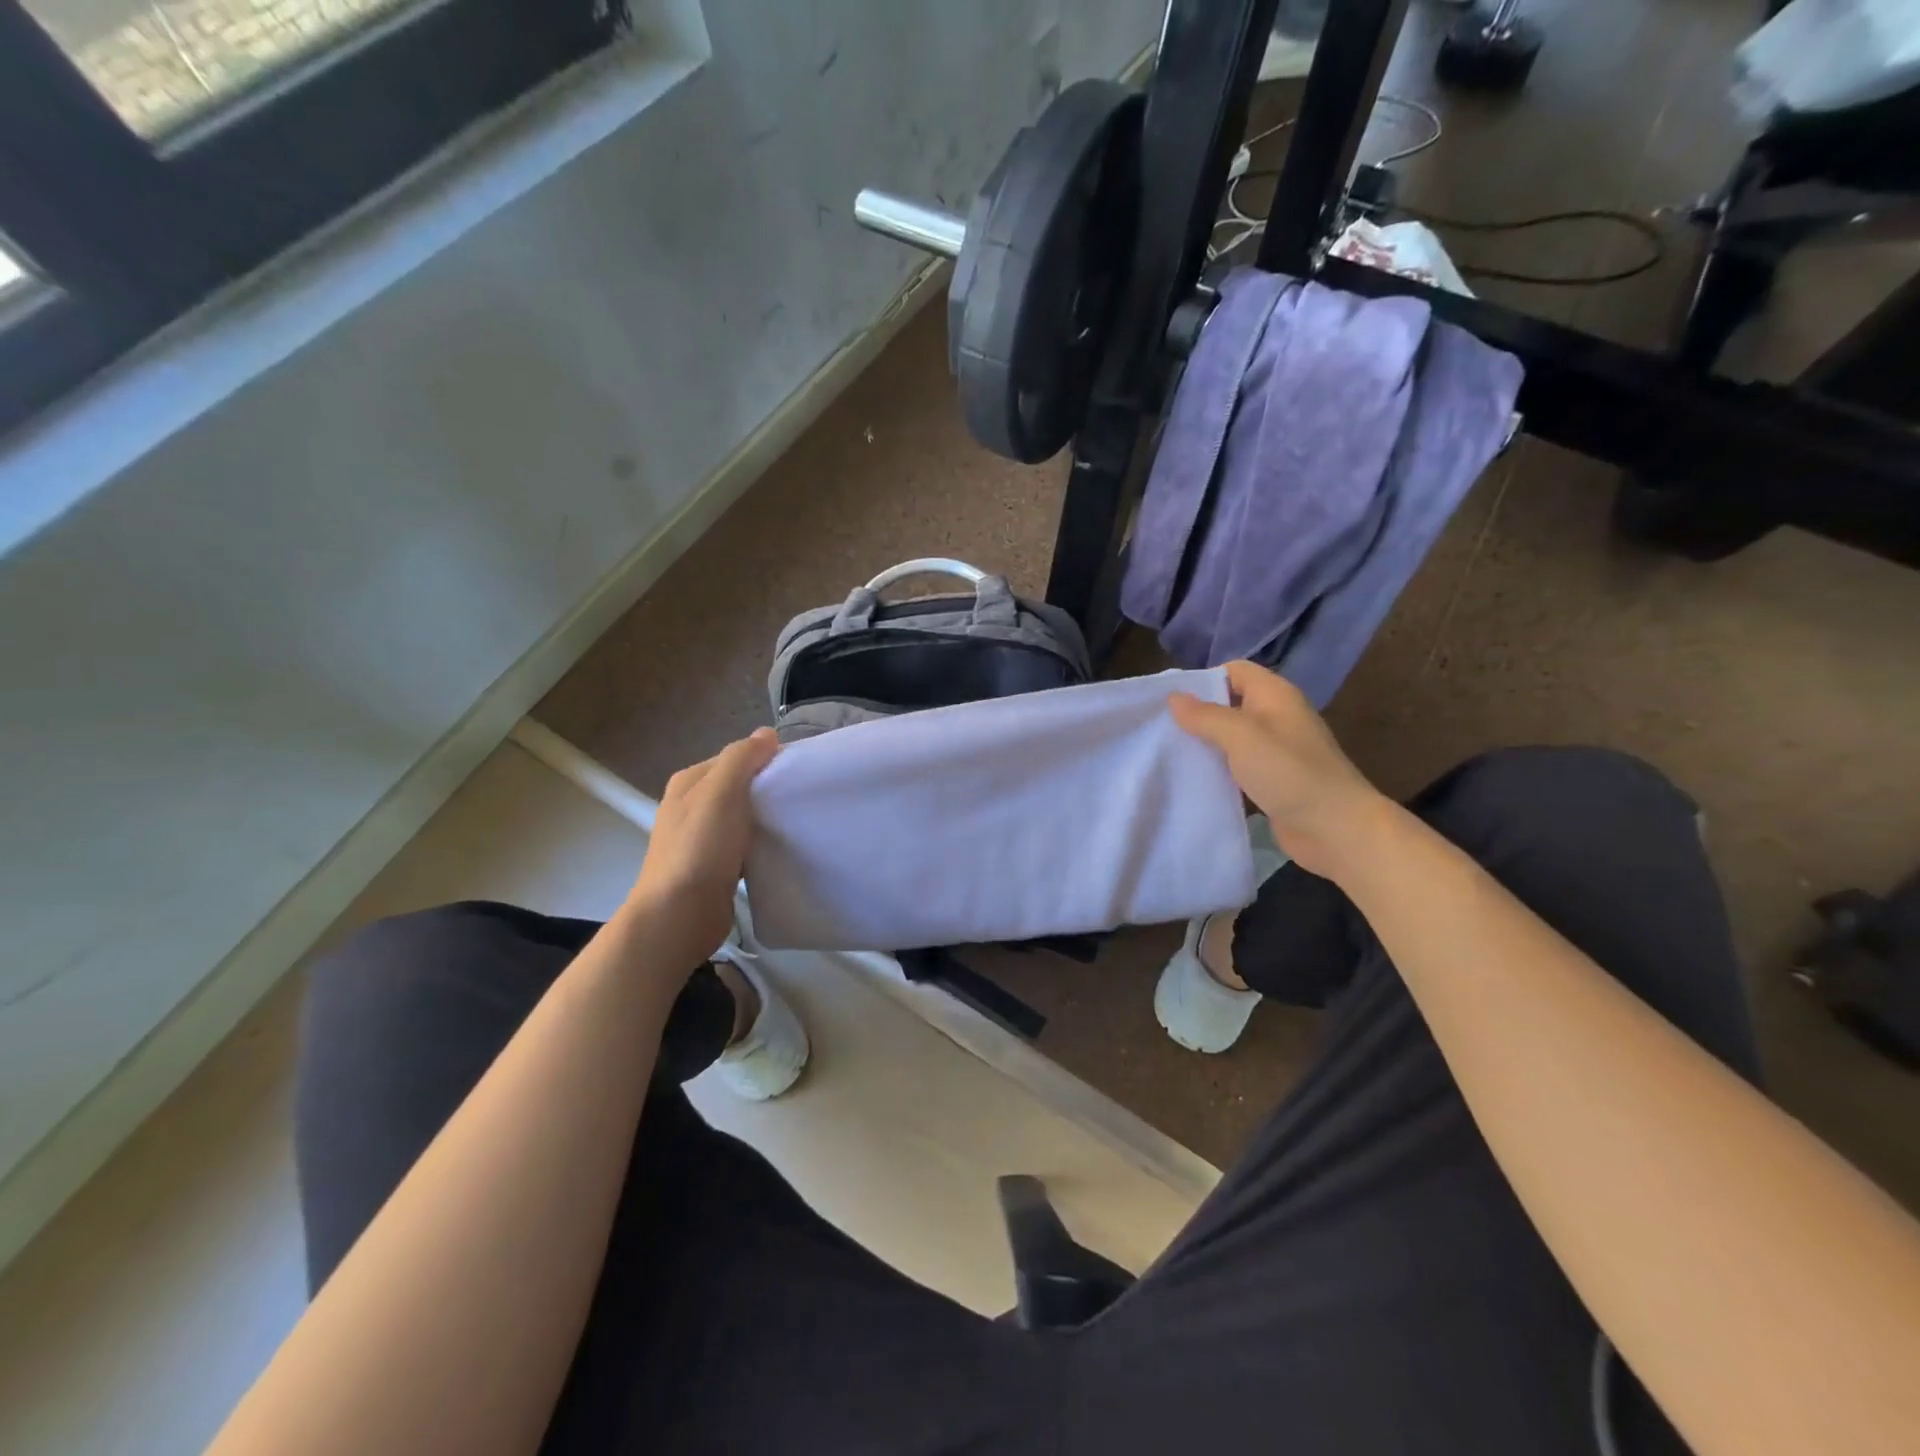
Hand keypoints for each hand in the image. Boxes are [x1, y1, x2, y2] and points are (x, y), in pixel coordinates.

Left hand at [627, 728, 779, 972]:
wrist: (679, 915)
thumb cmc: (700, 848)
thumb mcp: (722, 792)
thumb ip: (742, 758)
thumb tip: (766, 734)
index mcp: (689, 782)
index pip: (735, 758)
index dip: (766, 760)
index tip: (799, 771)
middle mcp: (690, 806)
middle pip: (739, 787)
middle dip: (768, 790)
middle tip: (802, 796)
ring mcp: (700, 839)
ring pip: (743, 817)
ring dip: (765, 819)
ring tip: (796, 822)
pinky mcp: (713, 867)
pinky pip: (744, 845)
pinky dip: (760, 844)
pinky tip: (779, 850)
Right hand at [1169, 661, 1387, 877]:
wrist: (1336, 828)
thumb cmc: (1289, 772)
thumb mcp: (1241, 736)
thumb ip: (1205, 716)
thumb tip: (1173, 697)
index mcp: (1274, 695)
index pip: (1234, 670)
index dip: (1203, 679)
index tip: (1171, 701)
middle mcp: (1276, 717)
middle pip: (1230, 704)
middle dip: (1198, 715)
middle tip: (1161, 730)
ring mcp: (1275, 751)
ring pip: (1231, 739)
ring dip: (1205, 746)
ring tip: (1169, 755)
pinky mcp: (1272, 781)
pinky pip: (1237, 768)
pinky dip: (1217, 772)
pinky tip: (1192, 782)